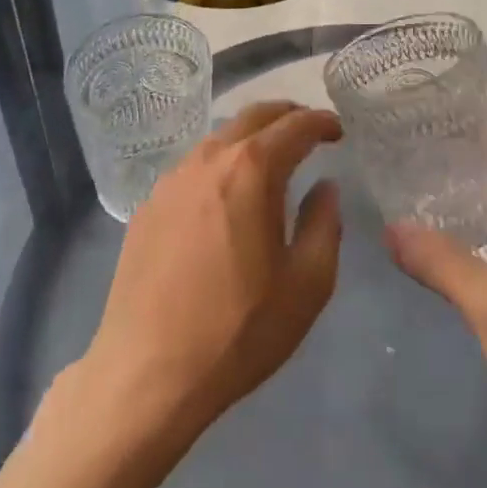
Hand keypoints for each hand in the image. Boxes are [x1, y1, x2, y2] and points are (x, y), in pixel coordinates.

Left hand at [79, 101, 342, 445]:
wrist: (147, 372)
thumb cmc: (238, 330)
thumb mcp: (306, 284)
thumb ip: (324, 224)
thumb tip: (325, 187)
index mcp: (251, 169)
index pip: (295, 125)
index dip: (321, 122)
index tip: (339, 130)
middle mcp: (209, 158)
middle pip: (253, 116)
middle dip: (287, 115)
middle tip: (309, 129)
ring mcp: (173, 178)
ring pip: (220, 137)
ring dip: (251, 137)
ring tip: (270, 160)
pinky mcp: (149, 203)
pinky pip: (194, 166)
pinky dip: (221, 164)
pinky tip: (225, 195)